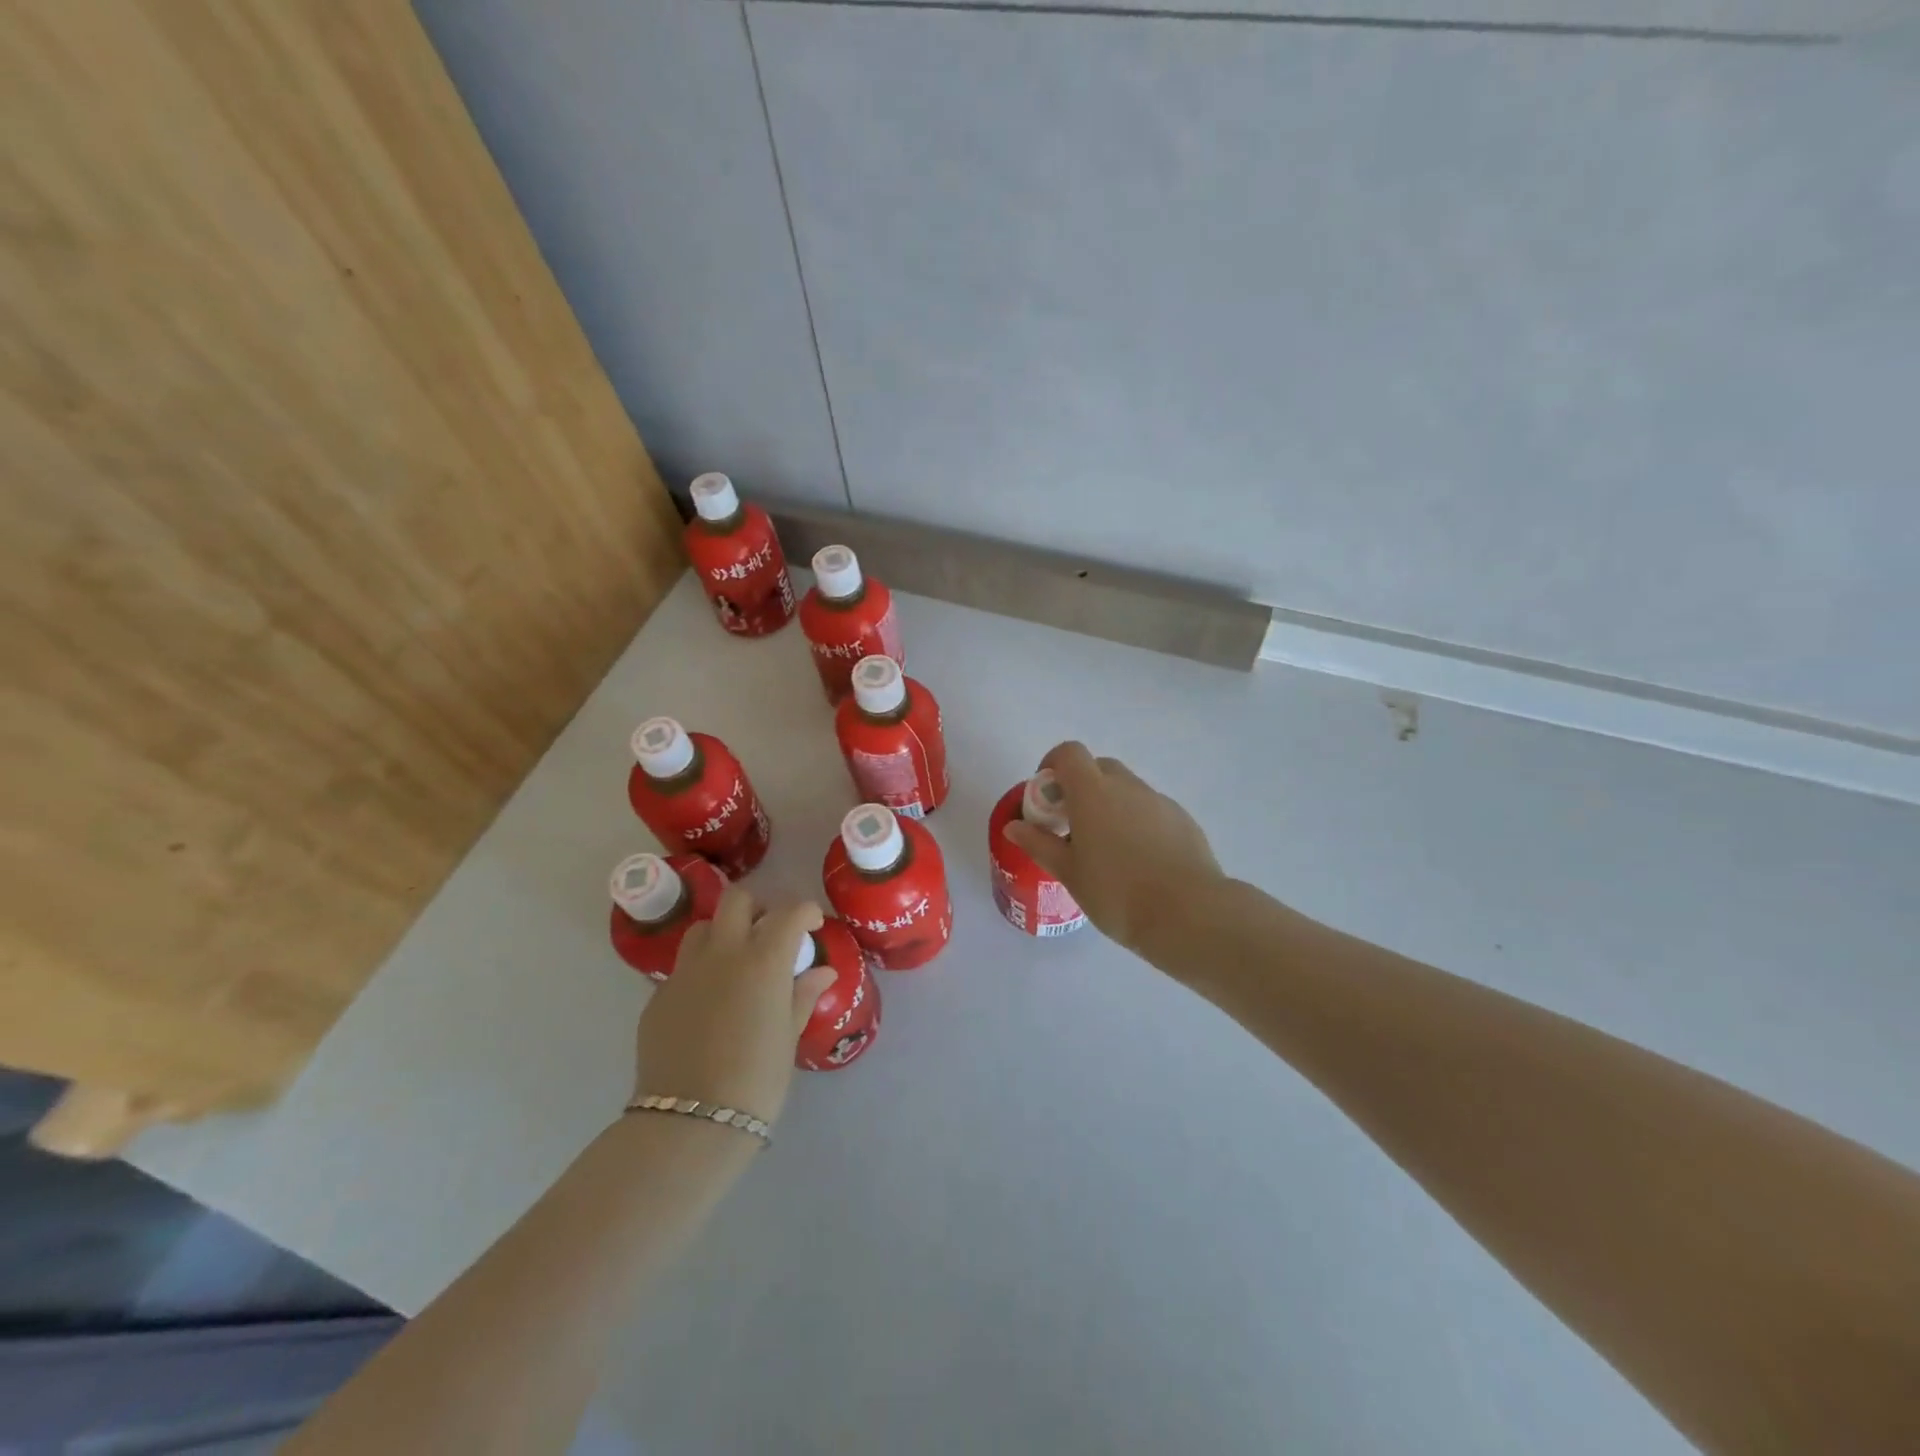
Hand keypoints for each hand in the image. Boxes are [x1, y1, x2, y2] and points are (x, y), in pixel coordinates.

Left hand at [635, 885, 835, 1125]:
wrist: (690, 1122)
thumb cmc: (757, 1079)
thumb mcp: (789, 1036)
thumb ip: (803, 995)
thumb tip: (822, 972)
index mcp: (764, 959)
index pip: (789, 912)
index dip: (805, 912)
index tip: (811, 926)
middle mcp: (723, 953)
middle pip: (737, 900)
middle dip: (758, 907)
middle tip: (769, 933)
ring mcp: (685, 972)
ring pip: (703, 928)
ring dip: (723, 933)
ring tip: (735, 962)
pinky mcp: (659, 996)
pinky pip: (682, 967)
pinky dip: (701, 971)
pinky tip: (709, 1003)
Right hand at [1003, 740, 1224, 956]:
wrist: (1188, 914)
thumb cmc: (1116, 893)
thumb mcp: (1069, 872)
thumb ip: (1039, 844)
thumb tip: (1014, 826)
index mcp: (1092, 792)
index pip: (1069, 753)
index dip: (1053, 765)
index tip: (1047, 795)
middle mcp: (1127, 786)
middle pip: (1098, 768)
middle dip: (1081, 787)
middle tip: (1073, 825)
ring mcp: (1158, 801)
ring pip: (1127, 789)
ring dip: (1110, 805)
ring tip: (1107, 850)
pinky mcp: (1182, 819)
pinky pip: (1151, 809)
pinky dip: (1137, 822)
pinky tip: (1140, 861)